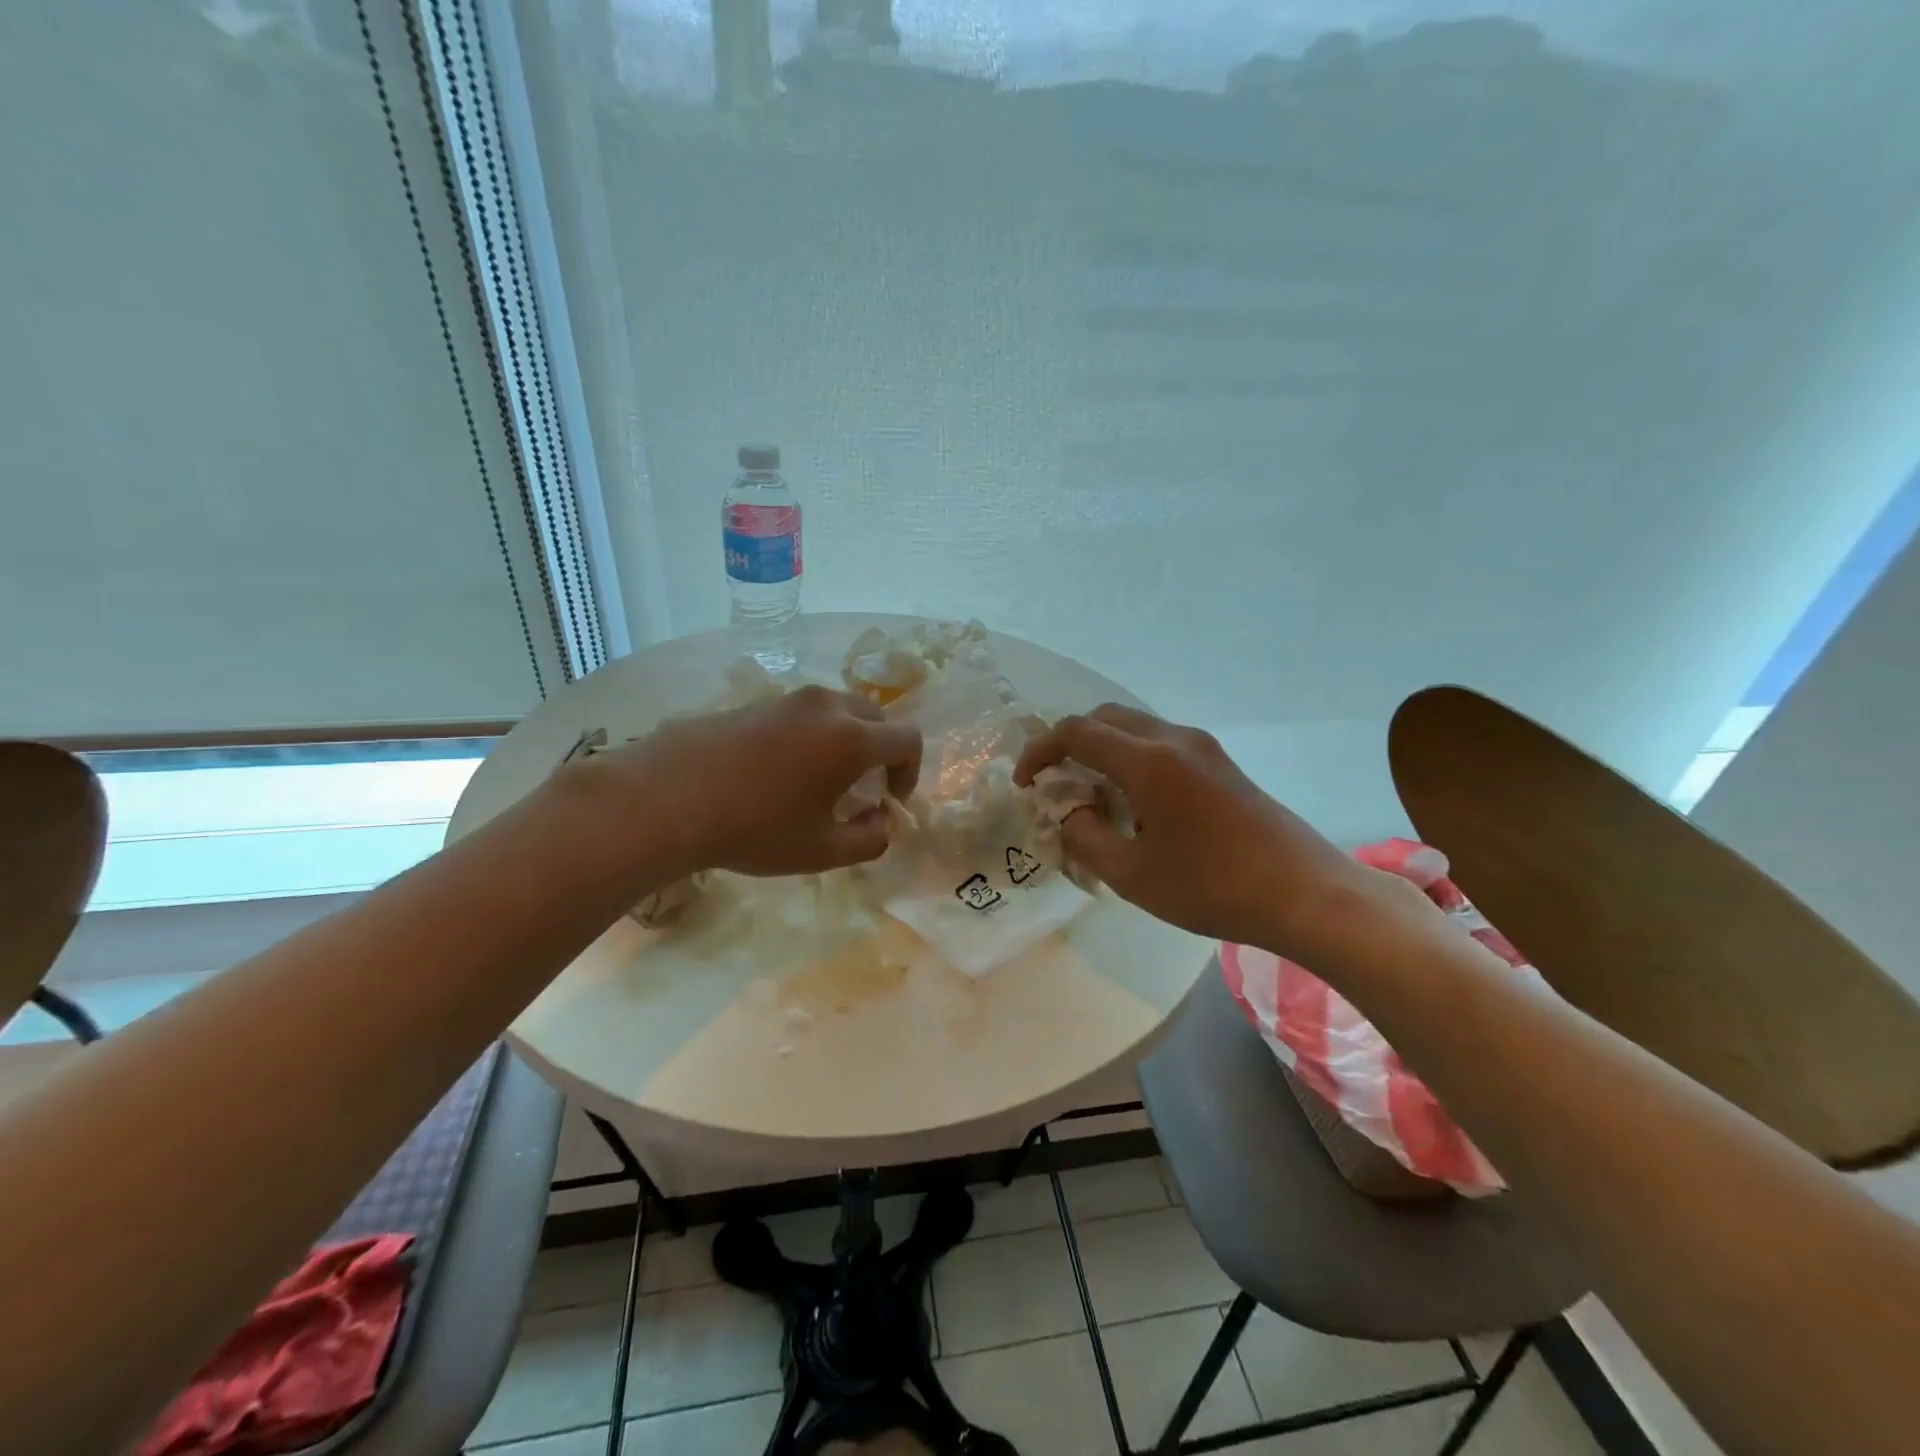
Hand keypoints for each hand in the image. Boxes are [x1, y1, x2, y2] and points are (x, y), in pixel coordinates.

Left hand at [593, 687, 921, 877]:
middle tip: (863, 788)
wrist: (666, 797)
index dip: (910, 772)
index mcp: (852, 738)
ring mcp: (787, 700)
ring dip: (846, 740)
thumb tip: (882, 822)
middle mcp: (826, 707)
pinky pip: (801, 713)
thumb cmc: (755, 828)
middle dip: (882, 751)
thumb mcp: (822, 851)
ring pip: (838, 710)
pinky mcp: (754, 703)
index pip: (908, 739)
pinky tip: (778, 771)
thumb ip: (870, 840)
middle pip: (876, 717)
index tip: (890, 800)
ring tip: (820, 779)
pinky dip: (810, 735)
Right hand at [1014, 704, 1379, 956]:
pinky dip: (1130, 757)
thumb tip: (1068, 811)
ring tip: (1090, 794)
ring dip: (1102, 749)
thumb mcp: (1132, 874)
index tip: (1024, 783)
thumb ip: (1085, 836)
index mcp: (1148, 761)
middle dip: (1069, 743)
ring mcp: (1202, 747)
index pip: (1076, 733)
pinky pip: (1160, 743)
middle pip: (1105, 717)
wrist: (1305, 893)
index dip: (1040, 752)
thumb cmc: (1212, 888)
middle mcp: (1174, 739)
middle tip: (1054, 783)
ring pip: (1134, 727)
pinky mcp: (1220, 762)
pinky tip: (1133, 800)